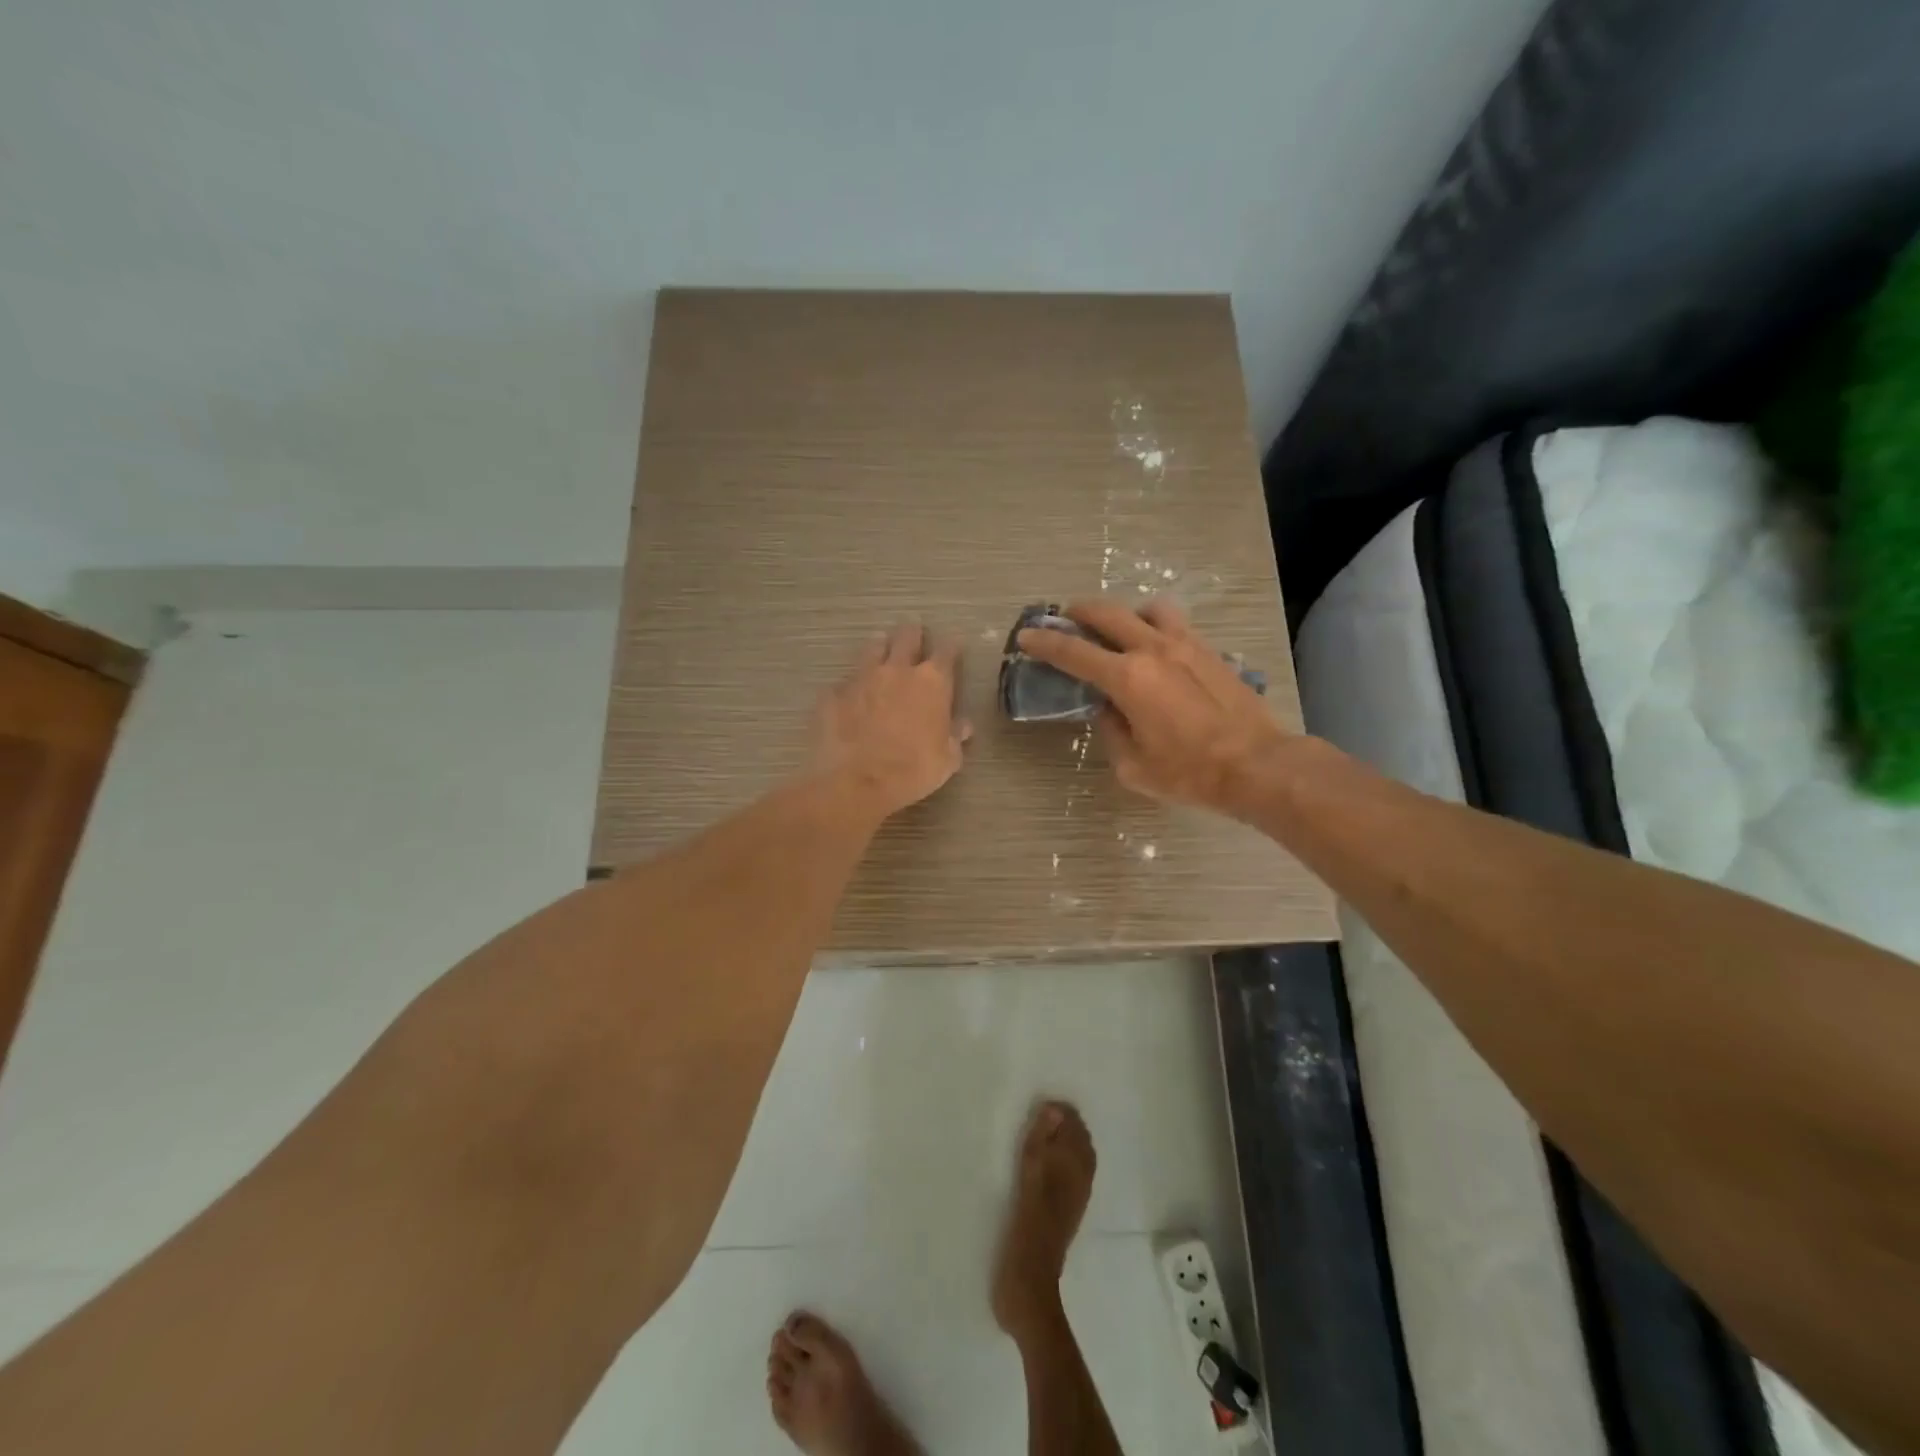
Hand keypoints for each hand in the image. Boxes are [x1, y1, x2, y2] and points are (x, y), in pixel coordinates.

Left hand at [808, 623, 970, 819]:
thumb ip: (955, 737)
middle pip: (907, 637)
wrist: (856, 782)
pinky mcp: (833, 694)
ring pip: (872, 649)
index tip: (954, 645)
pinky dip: (851, 686)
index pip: (947, 651)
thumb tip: (962, 726)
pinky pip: (844, 682)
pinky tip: (849, 695)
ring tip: (880, 648)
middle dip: (913, 633)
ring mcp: (861, 678)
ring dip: (880, 647)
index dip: (952, 646)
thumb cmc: (912, 771)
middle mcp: (897, 670)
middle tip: (914, 632)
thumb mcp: (947, 760)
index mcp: (932, 682)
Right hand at [1017, 598, 1287, 813]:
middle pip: (1108, 614)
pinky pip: (1175, 624)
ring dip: (1125, 613)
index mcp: (1127, 678)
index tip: (1026, 637)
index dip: (1045, 643)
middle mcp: (1153, 650)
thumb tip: (1108, 709)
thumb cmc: (1189, 772)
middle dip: (1079, 613)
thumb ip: (1111, 729)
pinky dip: (1155, 626)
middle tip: (1065, 619)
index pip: (1074, 653)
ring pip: (1147, 609)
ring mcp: (1185, 645)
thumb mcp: (1133, 765)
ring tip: (1118, 630)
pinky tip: (1155, 648)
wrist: (1256, 764)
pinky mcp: (1209, 651)